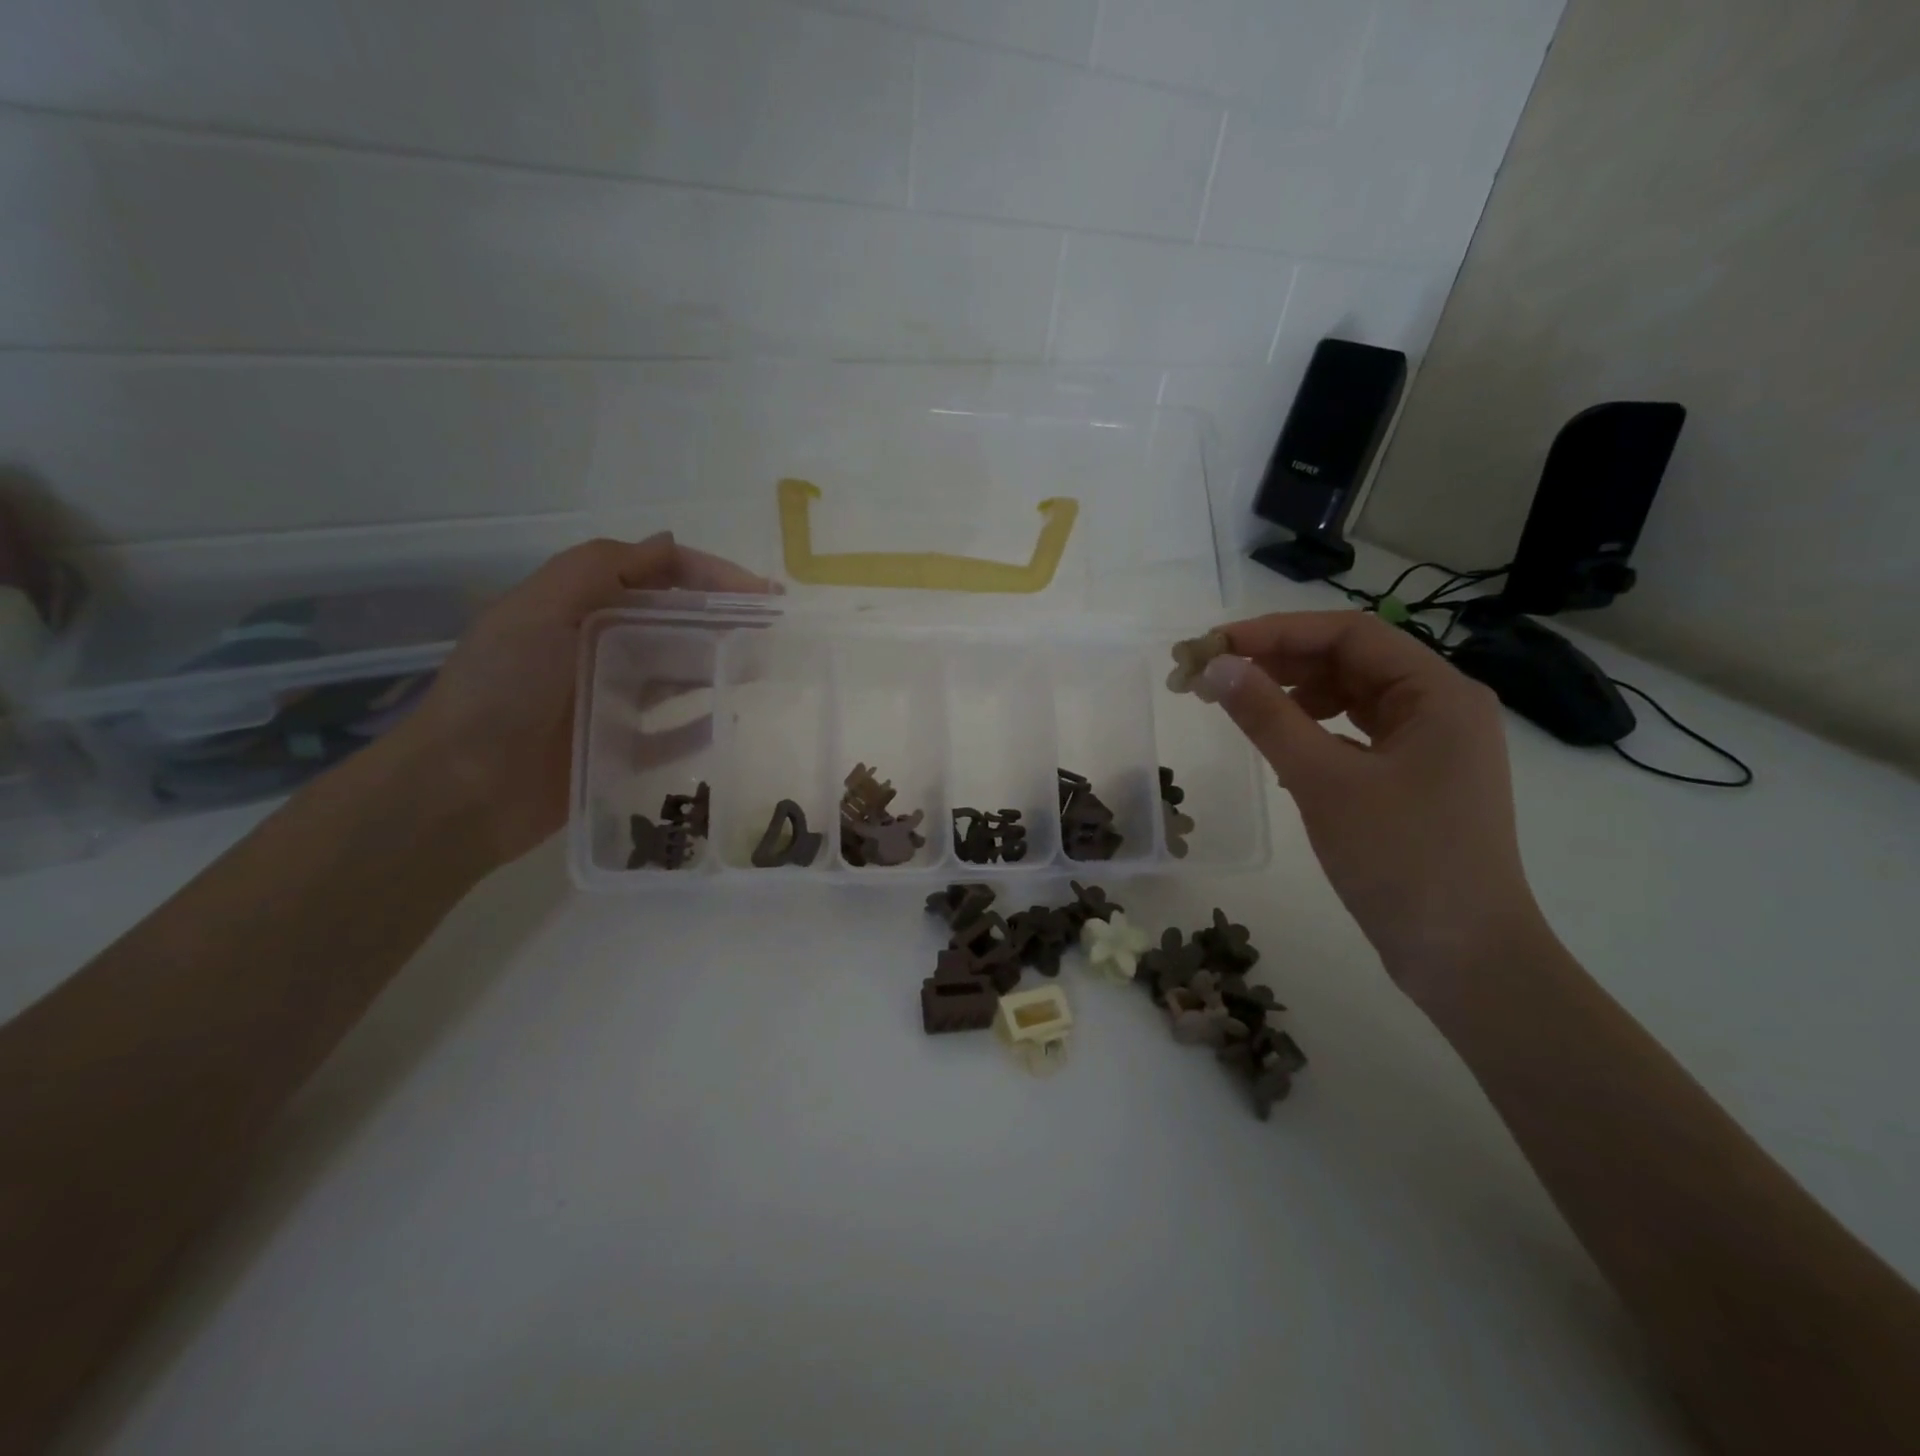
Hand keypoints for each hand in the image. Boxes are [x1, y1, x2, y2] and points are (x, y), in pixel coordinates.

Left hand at [400, 534, 776, 866]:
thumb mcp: (538, 611)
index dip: (710, 575)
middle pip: (675, 623)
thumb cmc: (501, 690)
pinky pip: (672, 733)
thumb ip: (599, 569)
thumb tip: (668, 542)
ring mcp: (609, 700)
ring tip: (765, 666)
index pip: (657, 576)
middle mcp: (598, 647)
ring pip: (677, 674)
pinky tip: (732, 717)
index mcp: (580, 608)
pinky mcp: (618, 748)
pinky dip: (701, 724)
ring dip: (719, 664)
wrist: (459, 790)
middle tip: (775, 629)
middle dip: (725, 618)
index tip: (761, 592)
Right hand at [1202, 611, 1542, 997]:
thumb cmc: (1401, 860)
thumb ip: (1267, 716)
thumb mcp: (1323, 781)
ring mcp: (1431, 744)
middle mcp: (1441, 706)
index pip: (1349, 634)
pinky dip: (1313, 729)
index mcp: (1438, 692)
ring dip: (1294, 693)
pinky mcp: (1415, 778)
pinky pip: (1356, 733)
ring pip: (1352, 696)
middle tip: (1214, 675)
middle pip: (1351, 660)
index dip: (1276, 631)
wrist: (1464, 957)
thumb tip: (1216, 666)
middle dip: (1279, 661)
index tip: (1214, 645)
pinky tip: (1281, 747)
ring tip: (1240, 705)